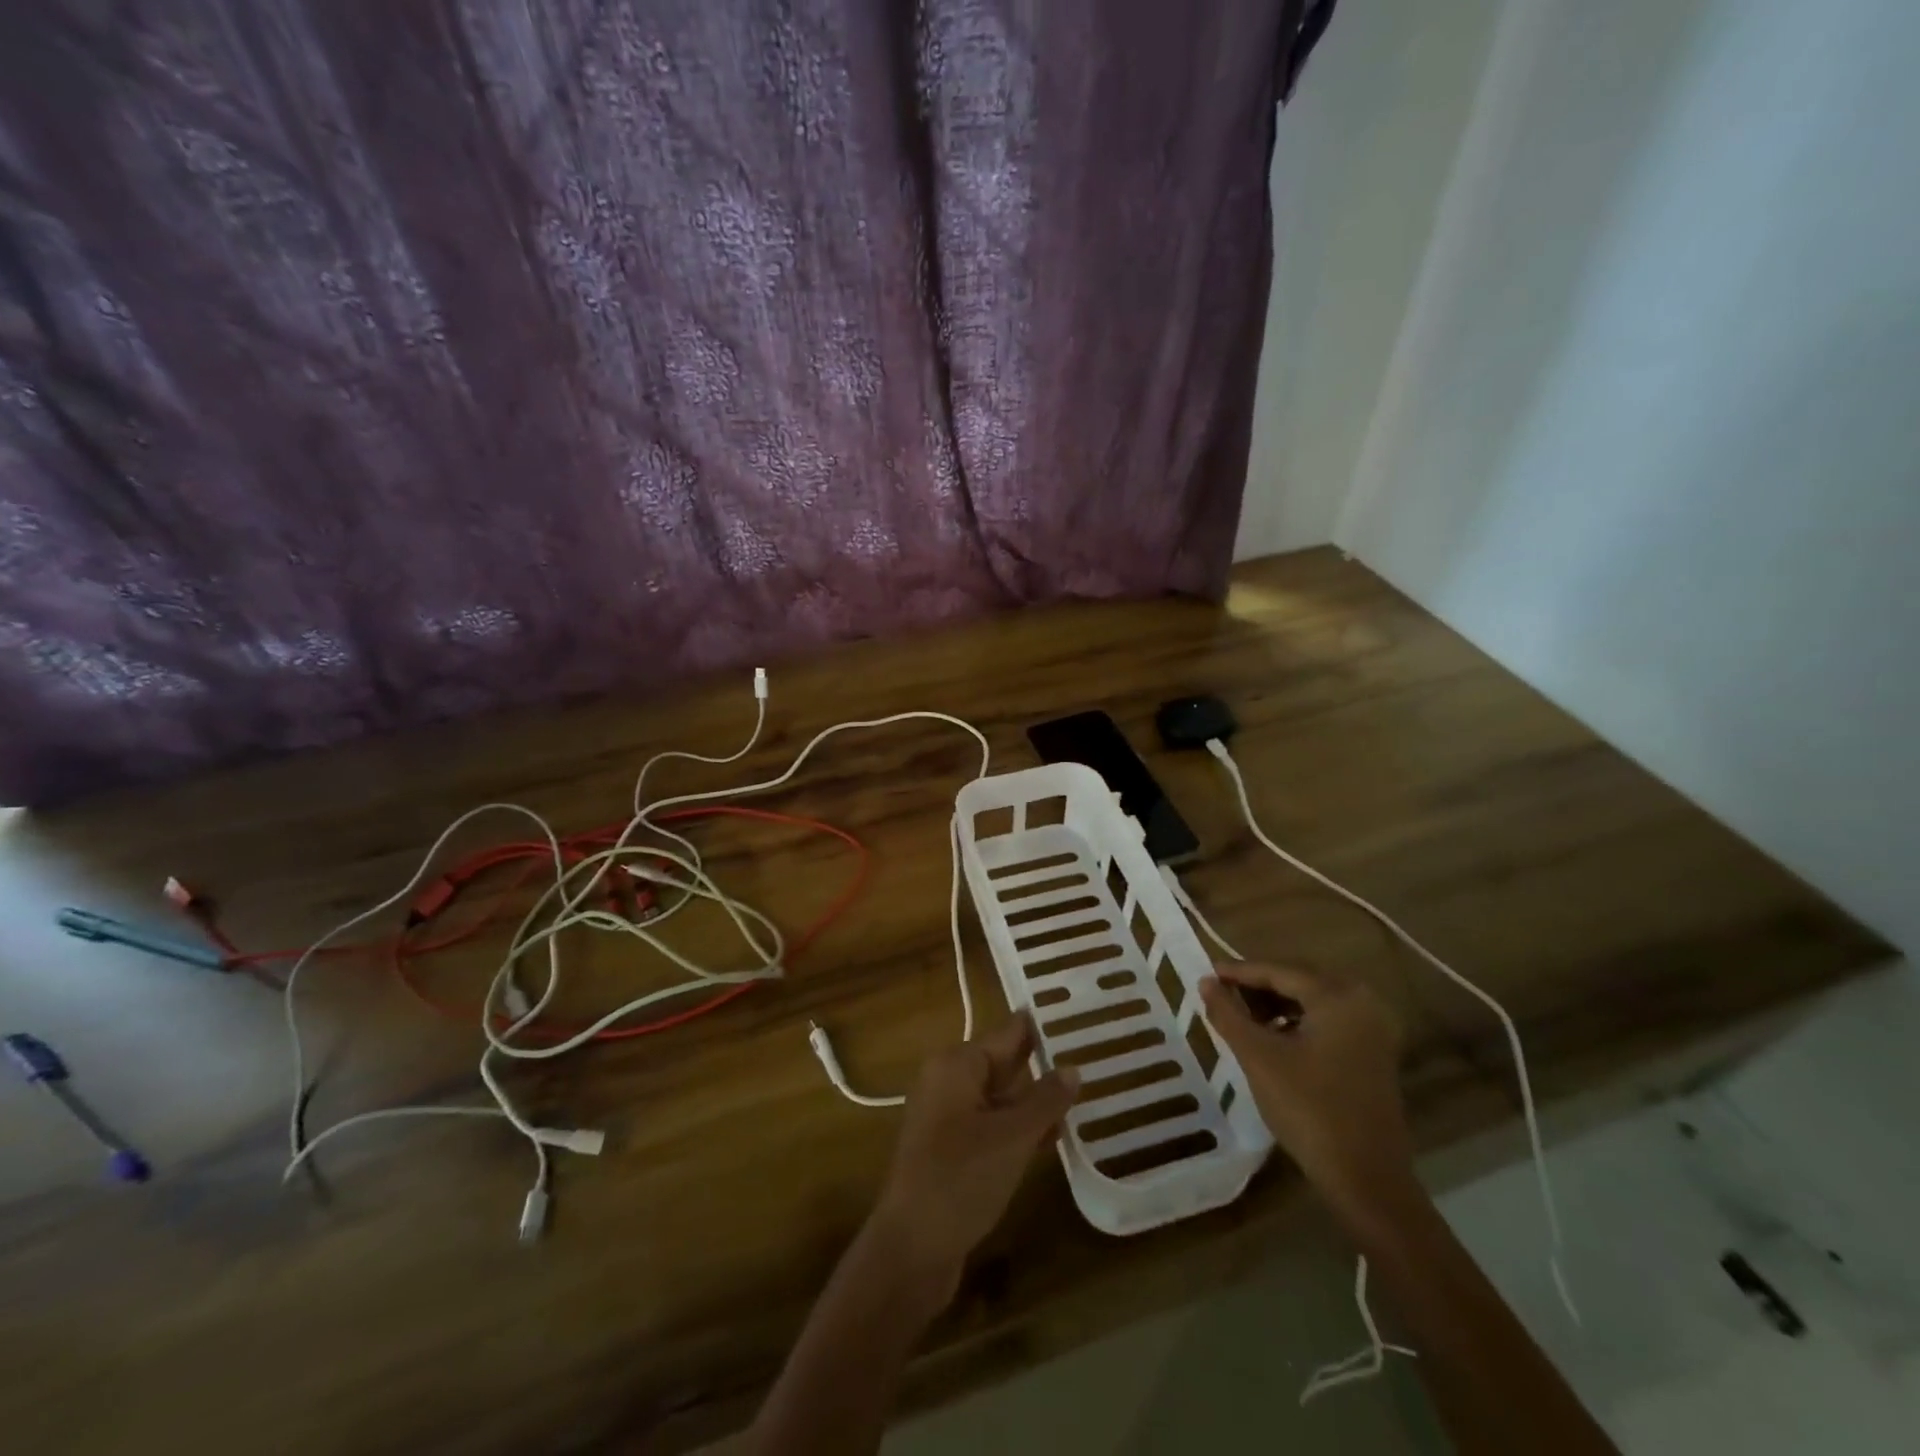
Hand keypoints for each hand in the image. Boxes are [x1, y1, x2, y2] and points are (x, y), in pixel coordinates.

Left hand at [871, 1014, 1079, 1295]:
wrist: (910, 1250)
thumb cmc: (959, 1179)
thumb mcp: (1011, 1137)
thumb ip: (1044, 1100)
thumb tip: (1073, 1068)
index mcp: (957, 1064)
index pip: (1009, 1032)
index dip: (1044, 1026)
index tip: (1081, 1016)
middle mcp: (949, 1081)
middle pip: (1005, 1062)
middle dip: (1044, 1064)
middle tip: (1093, 1055)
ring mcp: (949, 1117)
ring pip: (1002, 1097)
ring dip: (1037, 1100)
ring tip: (1086, 1094)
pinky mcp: (953, 1150)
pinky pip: (994, 1125)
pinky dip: (1021, 1128)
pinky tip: (1056, 1137)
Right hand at [1200, 962, 1417, 1225]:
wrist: (1367, 1179)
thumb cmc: (1309, 1109)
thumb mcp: (1259, 1057)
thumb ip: (1228, 1014)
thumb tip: (1205, 982)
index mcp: (1338, 996)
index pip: (1278, 971)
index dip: (1238, 972)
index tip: (1206, 974)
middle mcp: (1362, 1002)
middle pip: (1298, 981)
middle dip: (1257, 987)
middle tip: (1220, 995)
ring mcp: (1374, 1030)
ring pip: (1313, 1002)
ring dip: (1276, 1005)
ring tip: (1241, 1018)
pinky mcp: (1374, 1054)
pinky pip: (1328, 1021)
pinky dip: (1297, 1022)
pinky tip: (1272, 1039)